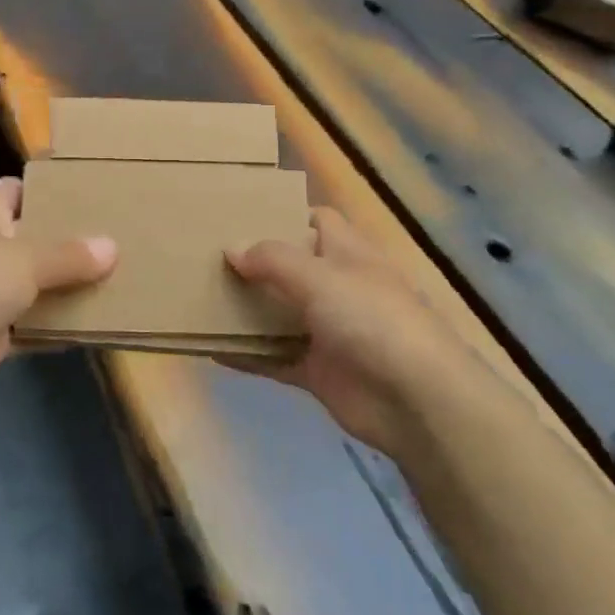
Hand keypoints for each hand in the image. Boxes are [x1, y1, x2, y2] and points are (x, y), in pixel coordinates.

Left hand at [0, 177, 115, 408]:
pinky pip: (36, 323)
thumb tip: (112, 247)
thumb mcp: (25, 260)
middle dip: (70, 241)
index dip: (49, 190)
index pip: (16, 190)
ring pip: (38, 283)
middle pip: (34, 238)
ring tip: (121, 277)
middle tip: (120, 237)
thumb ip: (70, 255)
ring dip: (69, 286)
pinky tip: (99, 321)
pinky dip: (61, 325)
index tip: (91, 193)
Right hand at [226, 208, 457, 458]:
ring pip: (279, 313)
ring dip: (245, 309)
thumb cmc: (372, 318)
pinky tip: (211, 348)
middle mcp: (337, 287)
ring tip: (197, 296)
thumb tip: (231, 248)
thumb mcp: (320, 276)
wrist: (416, 400)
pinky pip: (274, 357)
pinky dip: (248, 354)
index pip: (317, 221)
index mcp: (347, 253)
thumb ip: (273, 260)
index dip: (284, 215)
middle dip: (253, 263)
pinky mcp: (318, 370)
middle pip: (290, 267)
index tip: (239, 215)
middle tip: (205, 255)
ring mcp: (328, 330)